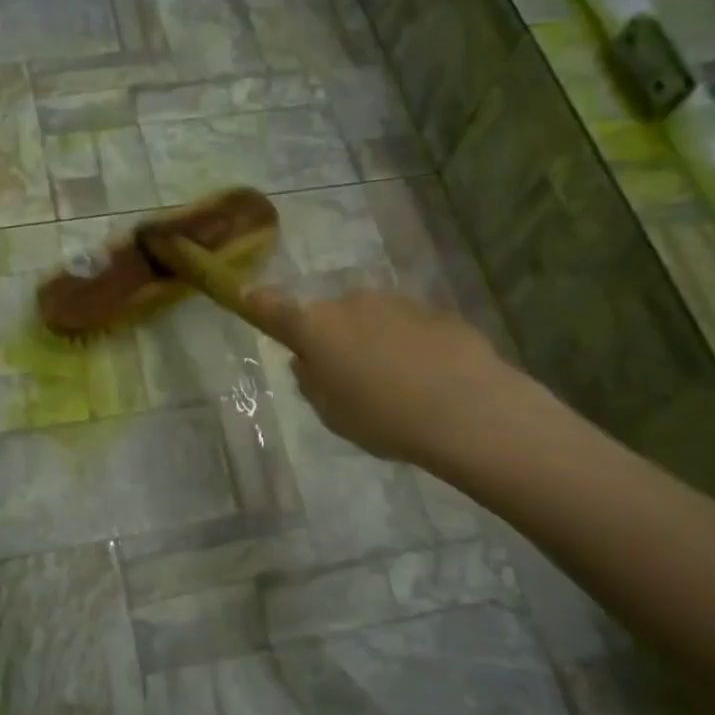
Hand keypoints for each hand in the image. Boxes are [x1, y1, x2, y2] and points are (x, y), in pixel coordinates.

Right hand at [239, 286, 523, 469]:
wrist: (467, 410)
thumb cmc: (384, 419)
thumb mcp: (332, 414)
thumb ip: (311, 381)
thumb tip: (308, 360)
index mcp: (316, 328)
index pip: (274, 308)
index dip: (258, 303)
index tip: (247, 295)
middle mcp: (351, 304)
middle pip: (329, 317)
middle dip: (332, 338)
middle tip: (348, 379)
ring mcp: (396, 302)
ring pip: (369, 319)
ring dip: (371, 340)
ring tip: (395, 384)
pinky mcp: (434, 310)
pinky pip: (406, 326)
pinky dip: (406, 344)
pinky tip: (426, 377)